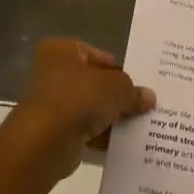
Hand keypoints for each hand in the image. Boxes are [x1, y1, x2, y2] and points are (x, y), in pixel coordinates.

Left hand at [4, 38, 154, 179]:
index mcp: (62, 51)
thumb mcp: (117, 88)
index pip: (99, 56)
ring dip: (110, 118)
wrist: (45, 141)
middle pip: (95, 83)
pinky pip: (84, 130)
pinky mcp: (54, 132)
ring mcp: (52, 104)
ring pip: (90, 108)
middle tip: (141, 105)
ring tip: (137, 125)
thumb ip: (133, 91)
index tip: (138, 85)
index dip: (119, 71)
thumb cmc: (79, 98)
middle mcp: (53, 73)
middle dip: (116, 96)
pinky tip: (122, 143)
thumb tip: (148, 98)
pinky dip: (100, 136)